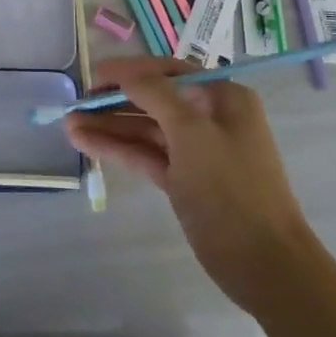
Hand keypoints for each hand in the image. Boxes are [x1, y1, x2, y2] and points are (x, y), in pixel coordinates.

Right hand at [64, 56, 307, 311]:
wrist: (265, 266)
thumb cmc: (232, 189)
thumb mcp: (192, 132)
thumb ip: (154, 94)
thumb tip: (124, 72)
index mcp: (223, 98)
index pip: (168, 71)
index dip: (129, 71)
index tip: (93, 75)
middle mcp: (210, 118)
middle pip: (154, 99)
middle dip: (114, 100)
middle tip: (75, 103)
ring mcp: (197, 151)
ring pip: (146, 129)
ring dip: (110, 126)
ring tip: (69, 126)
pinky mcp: (185, 180)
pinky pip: (146, 155)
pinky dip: (118, 149)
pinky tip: (86, 144)